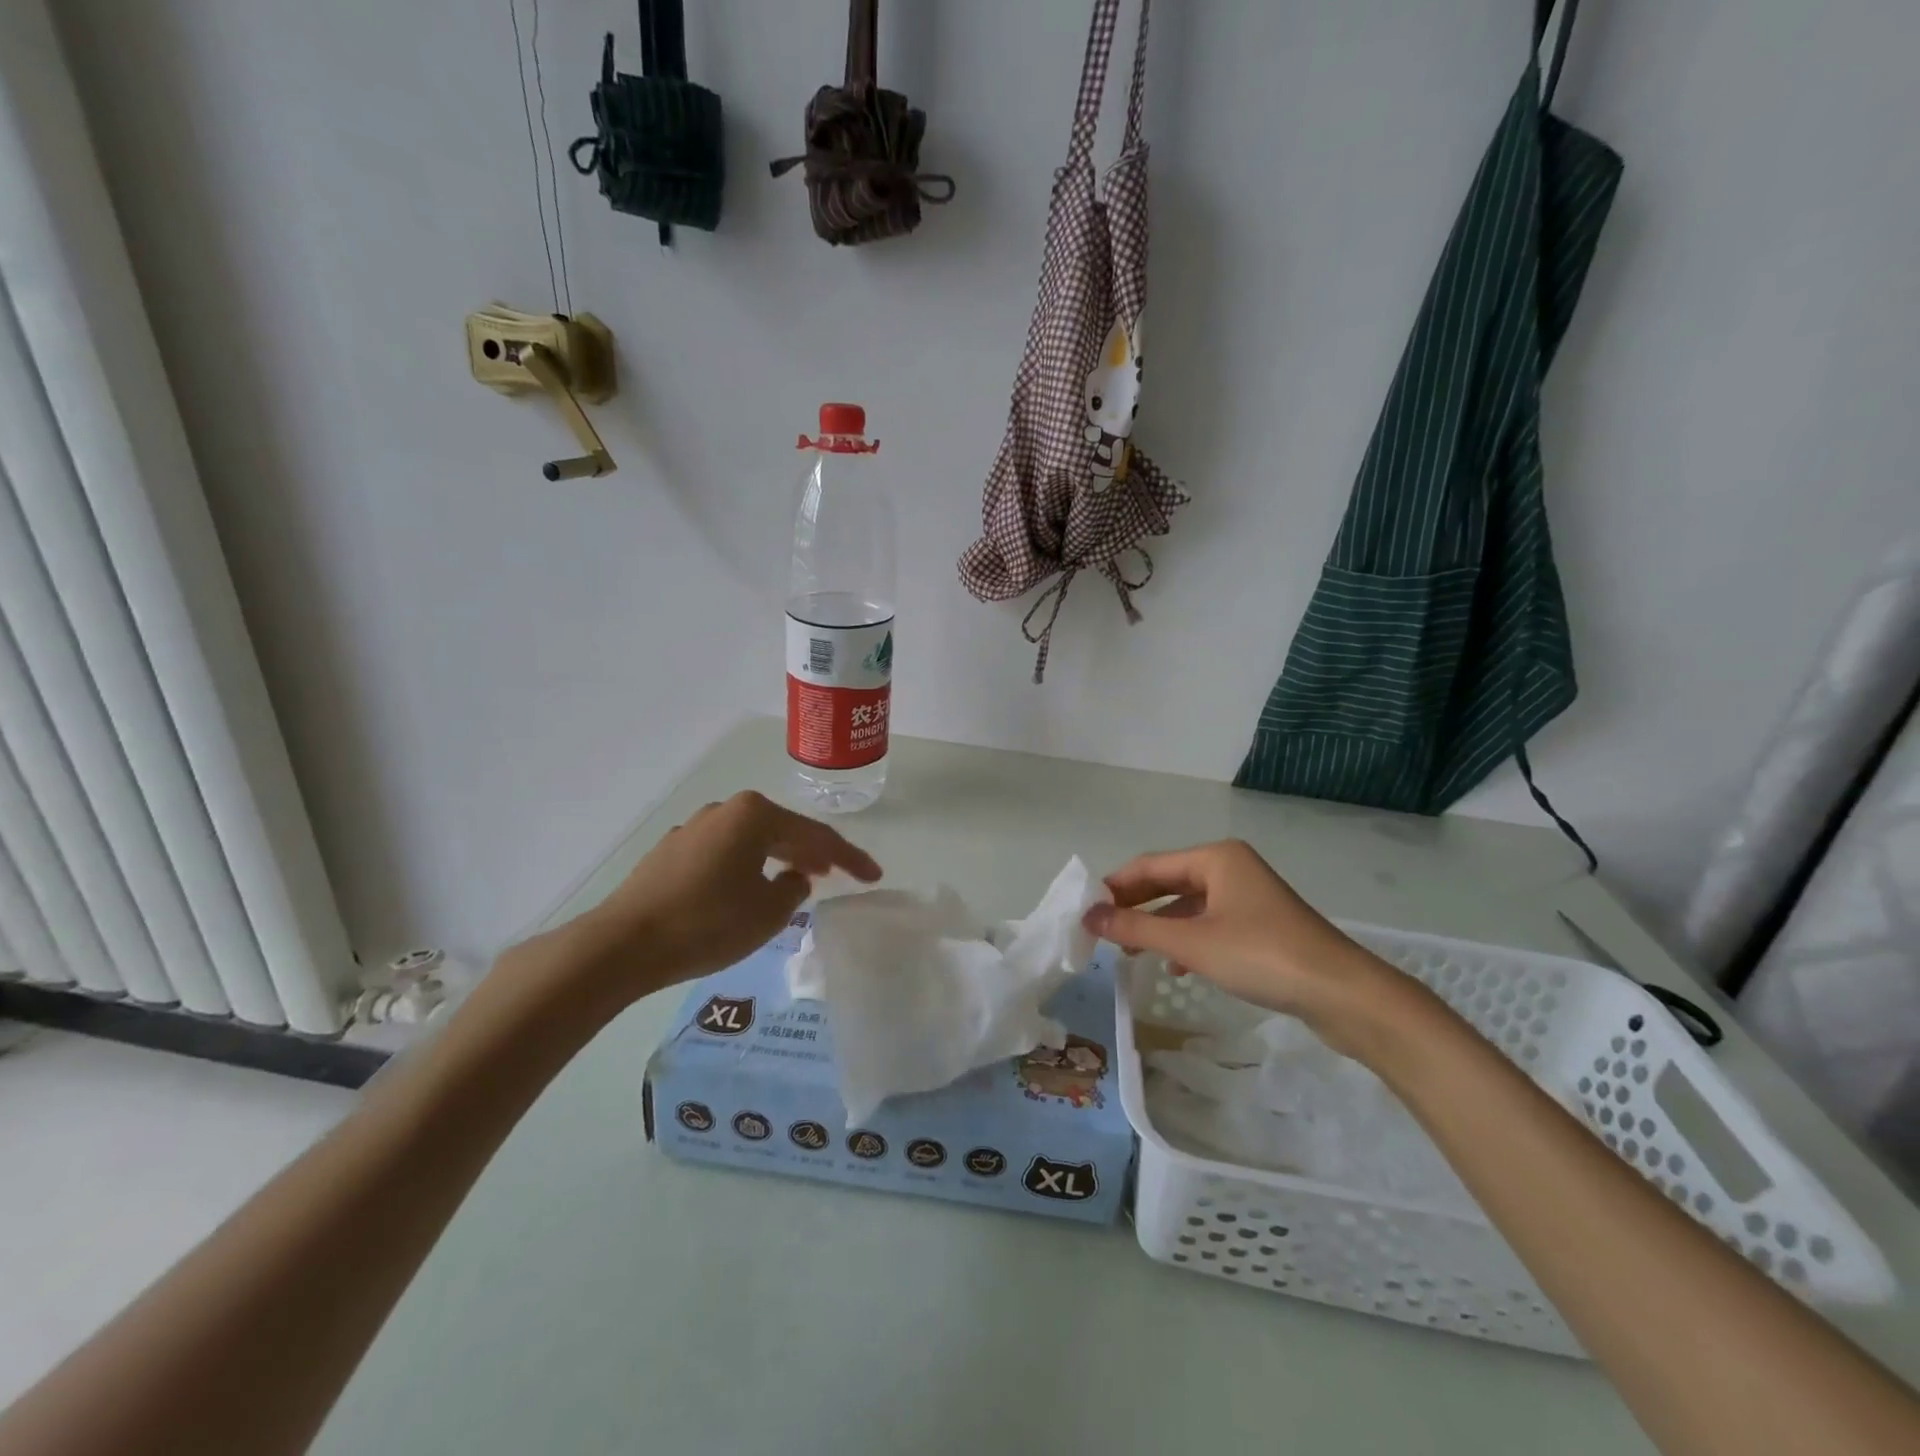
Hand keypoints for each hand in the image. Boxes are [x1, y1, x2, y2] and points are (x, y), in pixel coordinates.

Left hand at [565, 791, 880, 1006]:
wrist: (623, 944)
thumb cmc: (707, 923)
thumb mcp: (767, 913)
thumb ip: (793, 890)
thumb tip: (793, 877)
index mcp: (754, 814)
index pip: (816, 835)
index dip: (850, 858)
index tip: (874, 876)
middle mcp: (725, 810)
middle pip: (783, 830)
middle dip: (813, 852)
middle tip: (840, 873)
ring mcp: (695, 828)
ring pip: (752, 840)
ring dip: (779, 858)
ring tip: (799, 877)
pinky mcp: (672, 851)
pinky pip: (725, 852)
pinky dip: (747, 865)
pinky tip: (750, 886)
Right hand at [1083, 839, 1399, 1051]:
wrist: (1343, 994)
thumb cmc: (1261, 956)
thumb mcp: (1191, 943)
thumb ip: (1137, 928)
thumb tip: (1088, 916)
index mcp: (1215, 858)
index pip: (1149, 866)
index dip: (1114, 887)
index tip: (1085, 911)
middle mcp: (1230, 867)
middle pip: (1168, 882)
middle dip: (1135, 907)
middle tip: (1101, 932)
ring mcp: (1249, 896)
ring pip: (1189, 905)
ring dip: (1159, 926)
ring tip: (1130, 951)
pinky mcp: (1262, 924)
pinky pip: (1210, 923)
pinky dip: (1188, 939)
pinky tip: (1176, 966)